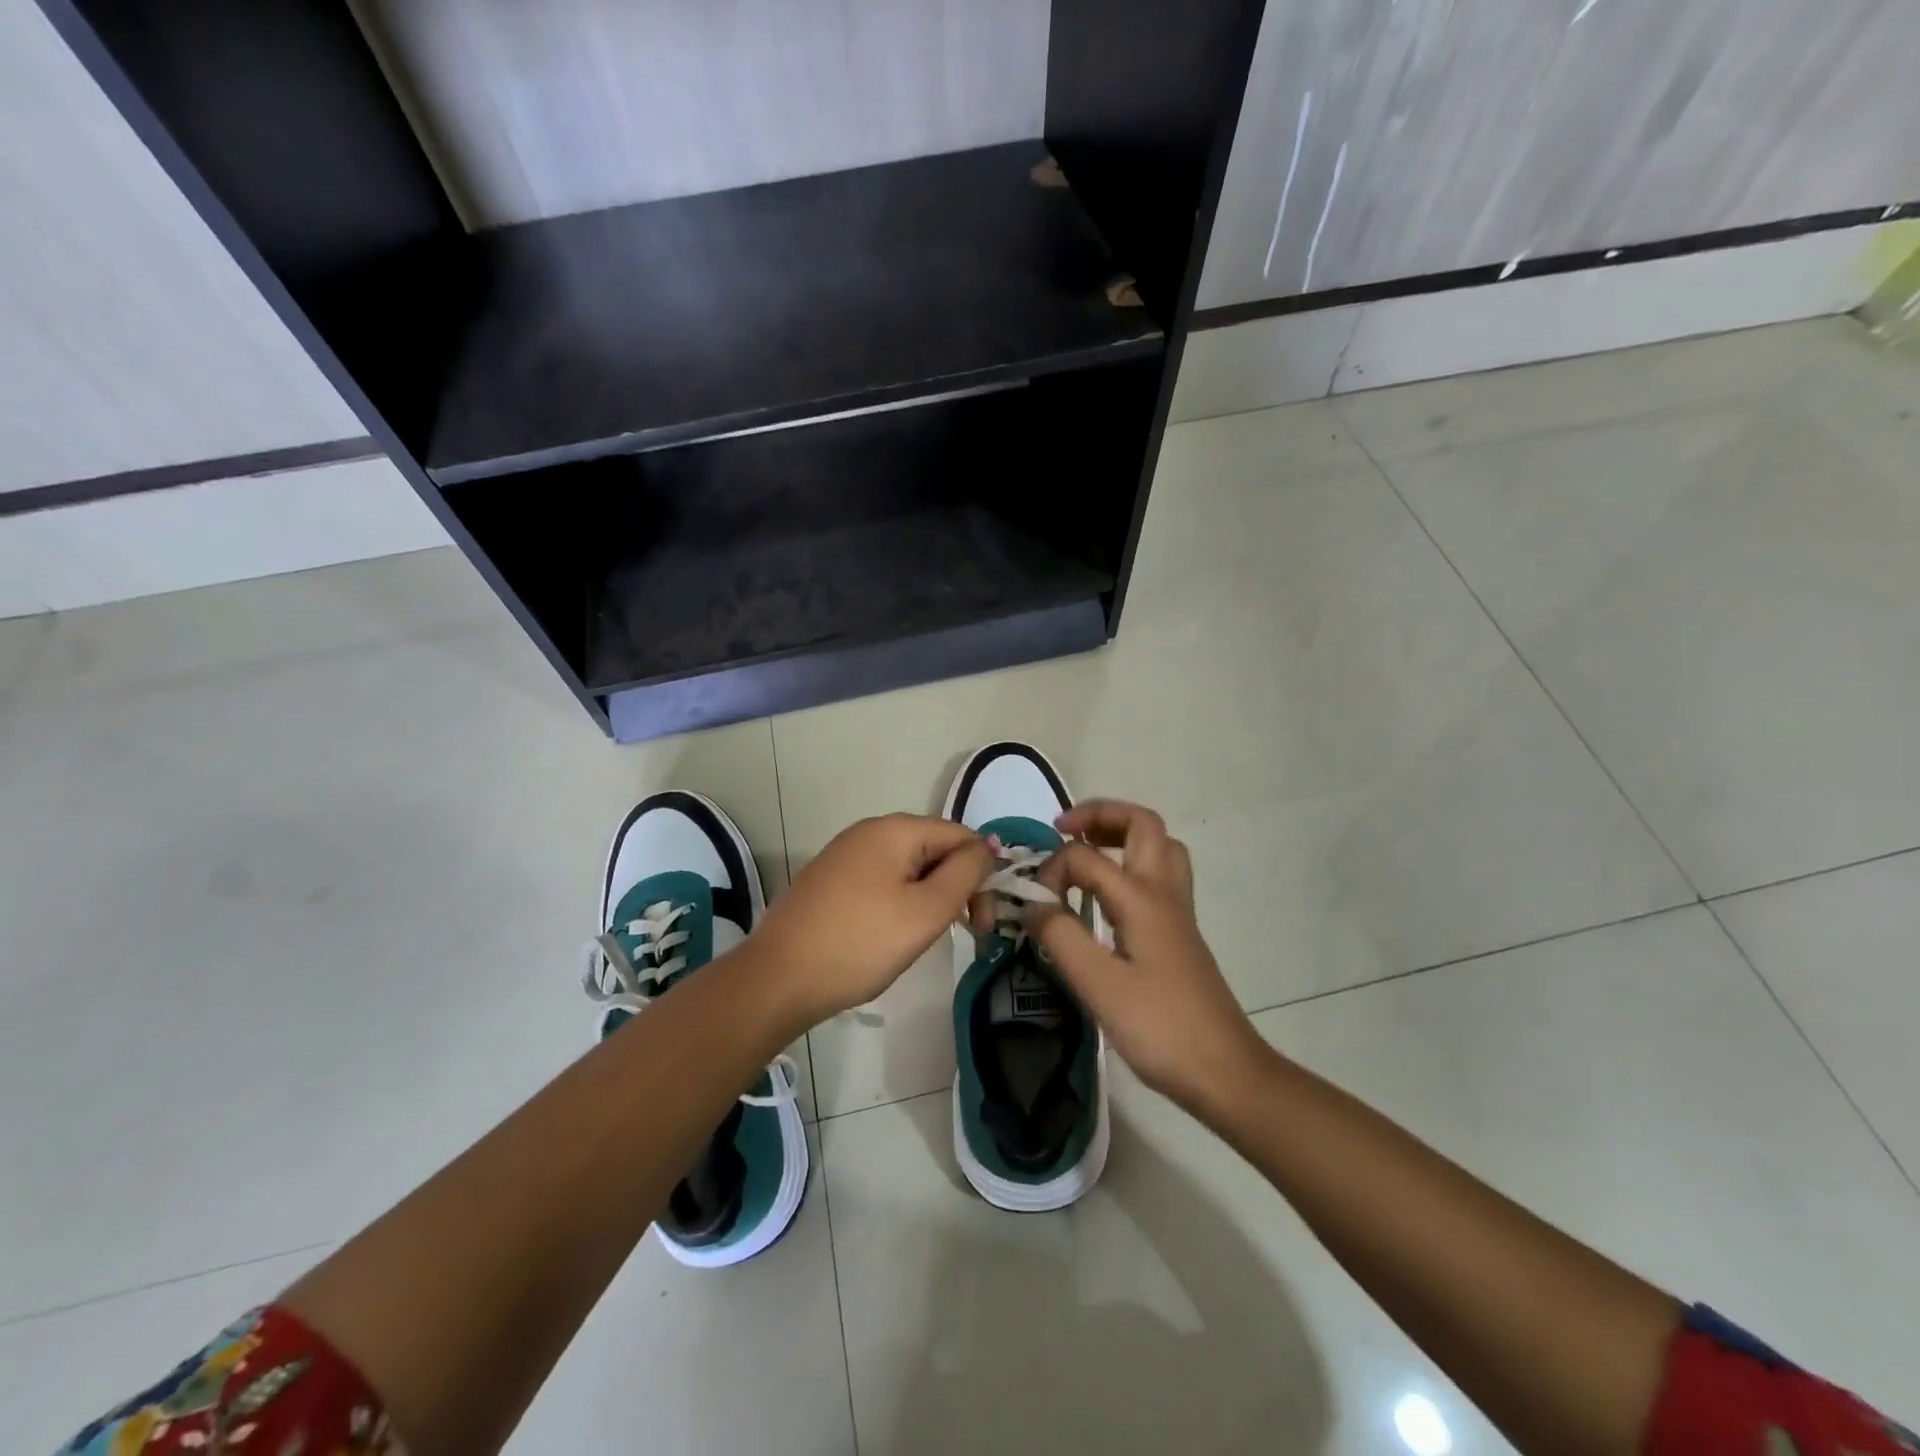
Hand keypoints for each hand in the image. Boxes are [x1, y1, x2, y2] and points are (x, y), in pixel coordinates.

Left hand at [751, 814, 991, 1029]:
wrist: (778, 979)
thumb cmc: (861, 943)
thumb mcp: (926, 910)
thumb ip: (965, 873)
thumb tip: (987, 846)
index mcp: (895, 829)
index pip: (960, 835)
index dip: (982, 873)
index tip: (985, 921)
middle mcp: (869, 831)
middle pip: (934, 848)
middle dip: (957, 886)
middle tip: (969, 933)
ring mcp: (844, 855)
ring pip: (908, 868)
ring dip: (930, 897)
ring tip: (928, 937)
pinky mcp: (829, 881)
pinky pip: (881, 881)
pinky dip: (900, 903)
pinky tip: (893, 935)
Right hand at [1026, 800, 1270, 1114]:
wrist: (1224, 1071)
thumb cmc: (1160, 1027)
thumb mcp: (1099, 985)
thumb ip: (1060, 937)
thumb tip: (1031, 903)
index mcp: (1142, 897)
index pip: (1087, 857)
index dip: (1053, 869)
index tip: (1034, 903)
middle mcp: (1164, 892)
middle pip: (1143, 824)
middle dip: (1101, 815)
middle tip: (1064, 830)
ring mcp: (1177, 911)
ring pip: (1158, 847)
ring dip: (1120, 835)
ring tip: (1084, 851)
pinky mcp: (1179, 932)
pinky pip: (1158, 875)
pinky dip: (1130, 864)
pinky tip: (1106, 896)